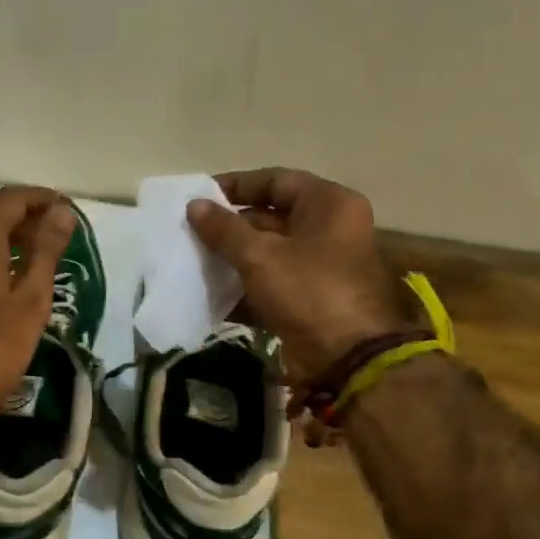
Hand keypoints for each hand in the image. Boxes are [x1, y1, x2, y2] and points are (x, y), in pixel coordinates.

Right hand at [187, 168, 410, 386]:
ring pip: (269, 252)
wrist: (348, 357)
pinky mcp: (310, 297)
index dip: (236, 185)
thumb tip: (194, 205)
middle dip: (229, 226)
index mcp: (329, 204)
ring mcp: (321, 265)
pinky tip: (210, 293)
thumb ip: (224, 229)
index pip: (275, 181)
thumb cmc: (309, 291)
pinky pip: (272, 282)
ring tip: (193, 260)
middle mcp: (330, 229)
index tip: (199, 196)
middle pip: (271, 217)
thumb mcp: (260, 256)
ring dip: (233, 257)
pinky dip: (244, 286)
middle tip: (190, 232)